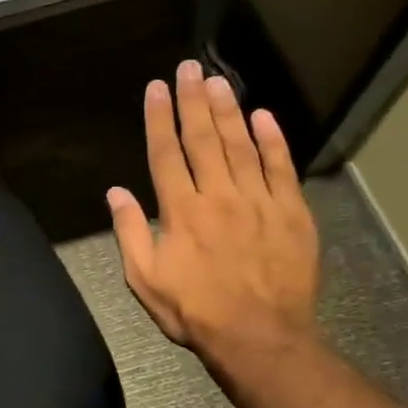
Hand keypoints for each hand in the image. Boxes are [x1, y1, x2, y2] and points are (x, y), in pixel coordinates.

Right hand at [107, 60, 320, 376]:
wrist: (260, 338)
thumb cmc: (195, 310)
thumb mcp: (145, 279)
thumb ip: (130, 232)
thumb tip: (116, 192)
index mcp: (181, 211)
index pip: (166, 153)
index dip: (160, 118)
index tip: (157, 88)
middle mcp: (219, 196)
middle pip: (204, 139)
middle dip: (194, 100)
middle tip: (189, 68)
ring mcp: (259, 202)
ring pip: (241, 145)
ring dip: (229, 110)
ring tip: (218, 81)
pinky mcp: (292, 213)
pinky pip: (281, 168)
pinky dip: (273, 140)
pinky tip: (264, 116)